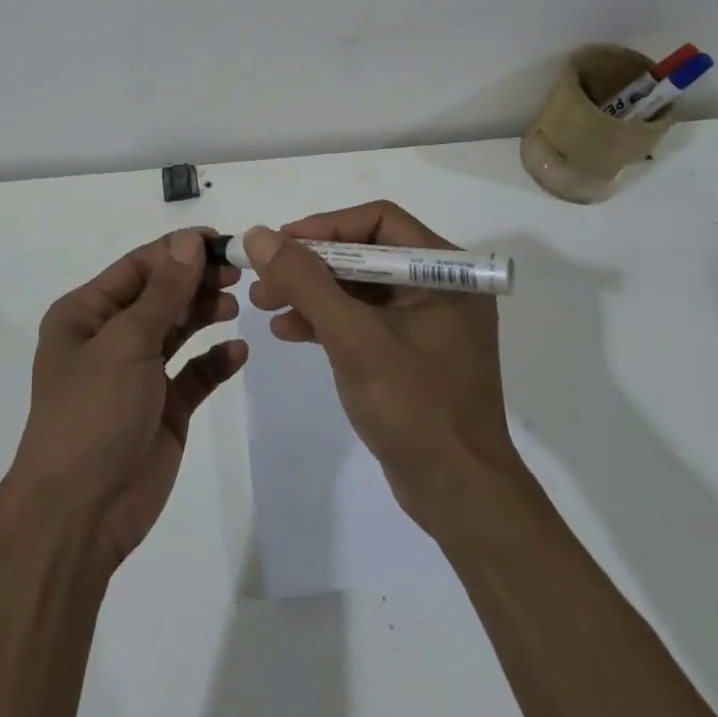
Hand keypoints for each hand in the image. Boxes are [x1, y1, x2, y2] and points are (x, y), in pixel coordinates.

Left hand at [9, 229, 247, 567]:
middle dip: (196, 280)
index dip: (177, 251)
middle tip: (238, 274)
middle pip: (161, 295)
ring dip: (206, 313)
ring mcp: (138, 374)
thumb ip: (164, 292)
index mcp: (86, 314)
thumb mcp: (125, 343)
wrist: (79, 514)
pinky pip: (194, 374)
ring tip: (236, 304)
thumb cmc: (92, 413)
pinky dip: (215, 361)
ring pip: (178, 329)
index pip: (138, 267)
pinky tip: (238, 352)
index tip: (221, 241)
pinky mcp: (163, 409)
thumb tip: (190, 240)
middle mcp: (110, 338)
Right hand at [244, 202, 520, 532]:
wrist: (458, 495)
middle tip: (264, 277)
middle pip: (363, 252)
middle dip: (310, 264)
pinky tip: (288, 331)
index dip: (325, 226)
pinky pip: (361, 319)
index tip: (281, 244)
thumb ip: (305, 281)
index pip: (378, 220)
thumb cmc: (414, 406)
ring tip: (264, 304)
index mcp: (444, 271)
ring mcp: (424, 321)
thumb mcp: (353, 337)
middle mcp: (438, 286)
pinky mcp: (409, 352)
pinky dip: (325, 321)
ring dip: (311, 292)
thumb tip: (259, 235)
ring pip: (357, 287)